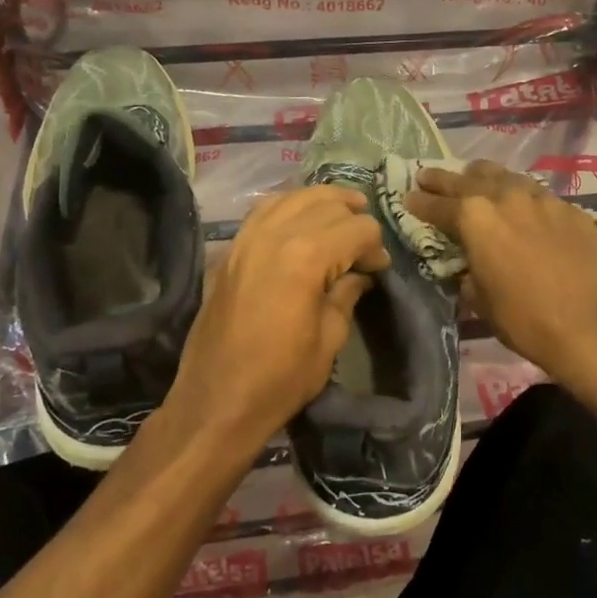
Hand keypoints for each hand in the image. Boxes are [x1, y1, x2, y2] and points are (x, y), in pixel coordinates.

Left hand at [168, 186, 389, 454]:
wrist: (217, 400)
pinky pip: (264, 208)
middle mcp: (277, 234)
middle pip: (328, 204)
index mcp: (307, 257)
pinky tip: (301, 218)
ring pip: (294, 196)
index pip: (358, 228)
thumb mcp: (329, 338)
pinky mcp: (232, 248)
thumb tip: (360, 274)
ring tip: (341, 214)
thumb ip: (347, 295)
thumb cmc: (281, 378)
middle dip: (354, 218)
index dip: (375, 246)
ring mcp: (249, 237)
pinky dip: (289, 205)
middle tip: (365, 244)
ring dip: (323, 201)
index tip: (379, 268)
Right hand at [403, 160, 596, 379]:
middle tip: (428, 176)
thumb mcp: (480, 300)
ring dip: (485, 179)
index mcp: (474, 218)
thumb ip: (468, 271)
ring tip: (475, 178)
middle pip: (467, 179)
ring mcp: (542, 199)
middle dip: (444, 179)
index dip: (419, 203)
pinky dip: (522, 198)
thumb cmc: (525, 320)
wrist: (591, 326)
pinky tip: (523, 209)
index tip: (408, 198)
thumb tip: (468, 264)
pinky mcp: (571, 209)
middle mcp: (505, 196)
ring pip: (506, 176)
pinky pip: (538, 196)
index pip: (437, 206)